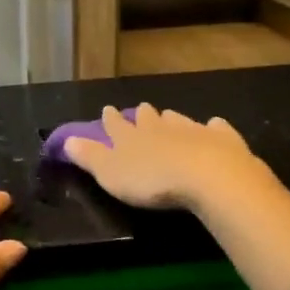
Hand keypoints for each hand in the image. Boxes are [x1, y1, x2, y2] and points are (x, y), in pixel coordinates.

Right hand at [62, 104, 268, 211]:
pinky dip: (212, 128)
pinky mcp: (222, 139)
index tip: (107, 110)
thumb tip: (67, 140)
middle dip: (142, 115)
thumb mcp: (110, 174)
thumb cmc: (152, 180)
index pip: (115, 124)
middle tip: (140, 111)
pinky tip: (214, 126)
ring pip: (178, 120)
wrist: (209, 177)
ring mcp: (193, 130)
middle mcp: (159, 127)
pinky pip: (216, 128)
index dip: (109, 118)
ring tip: (169, 117)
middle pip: (148, 117)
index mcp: (130, 137)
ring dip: (172, 119)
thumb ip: (89, 157)